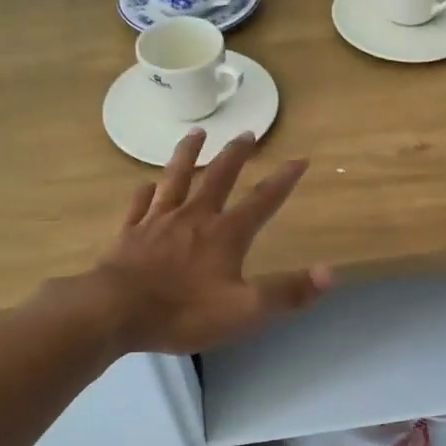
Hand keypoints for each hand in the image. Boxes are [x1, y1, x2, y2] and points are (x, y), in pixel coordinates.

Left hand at [81, 129, 332, 354]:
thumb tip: (331, 273)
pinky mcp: (129, 233)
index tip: (299, 159)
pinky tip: (146, 184)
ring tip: (196, 133)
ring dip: (188, 154)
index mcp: (225, 234)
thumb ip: (287, 292)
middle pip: (219, 177)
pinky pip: (139, 204)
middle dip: (236, 155)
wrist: (114, 312)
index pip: (262, 200)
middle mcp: (194, 217)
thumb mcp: (245, 311)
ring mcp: (157, 221)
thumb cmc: (183, 312)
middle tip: (246, 133)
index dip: (283, 180)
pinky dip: (146, 191)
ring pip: (176, 178)